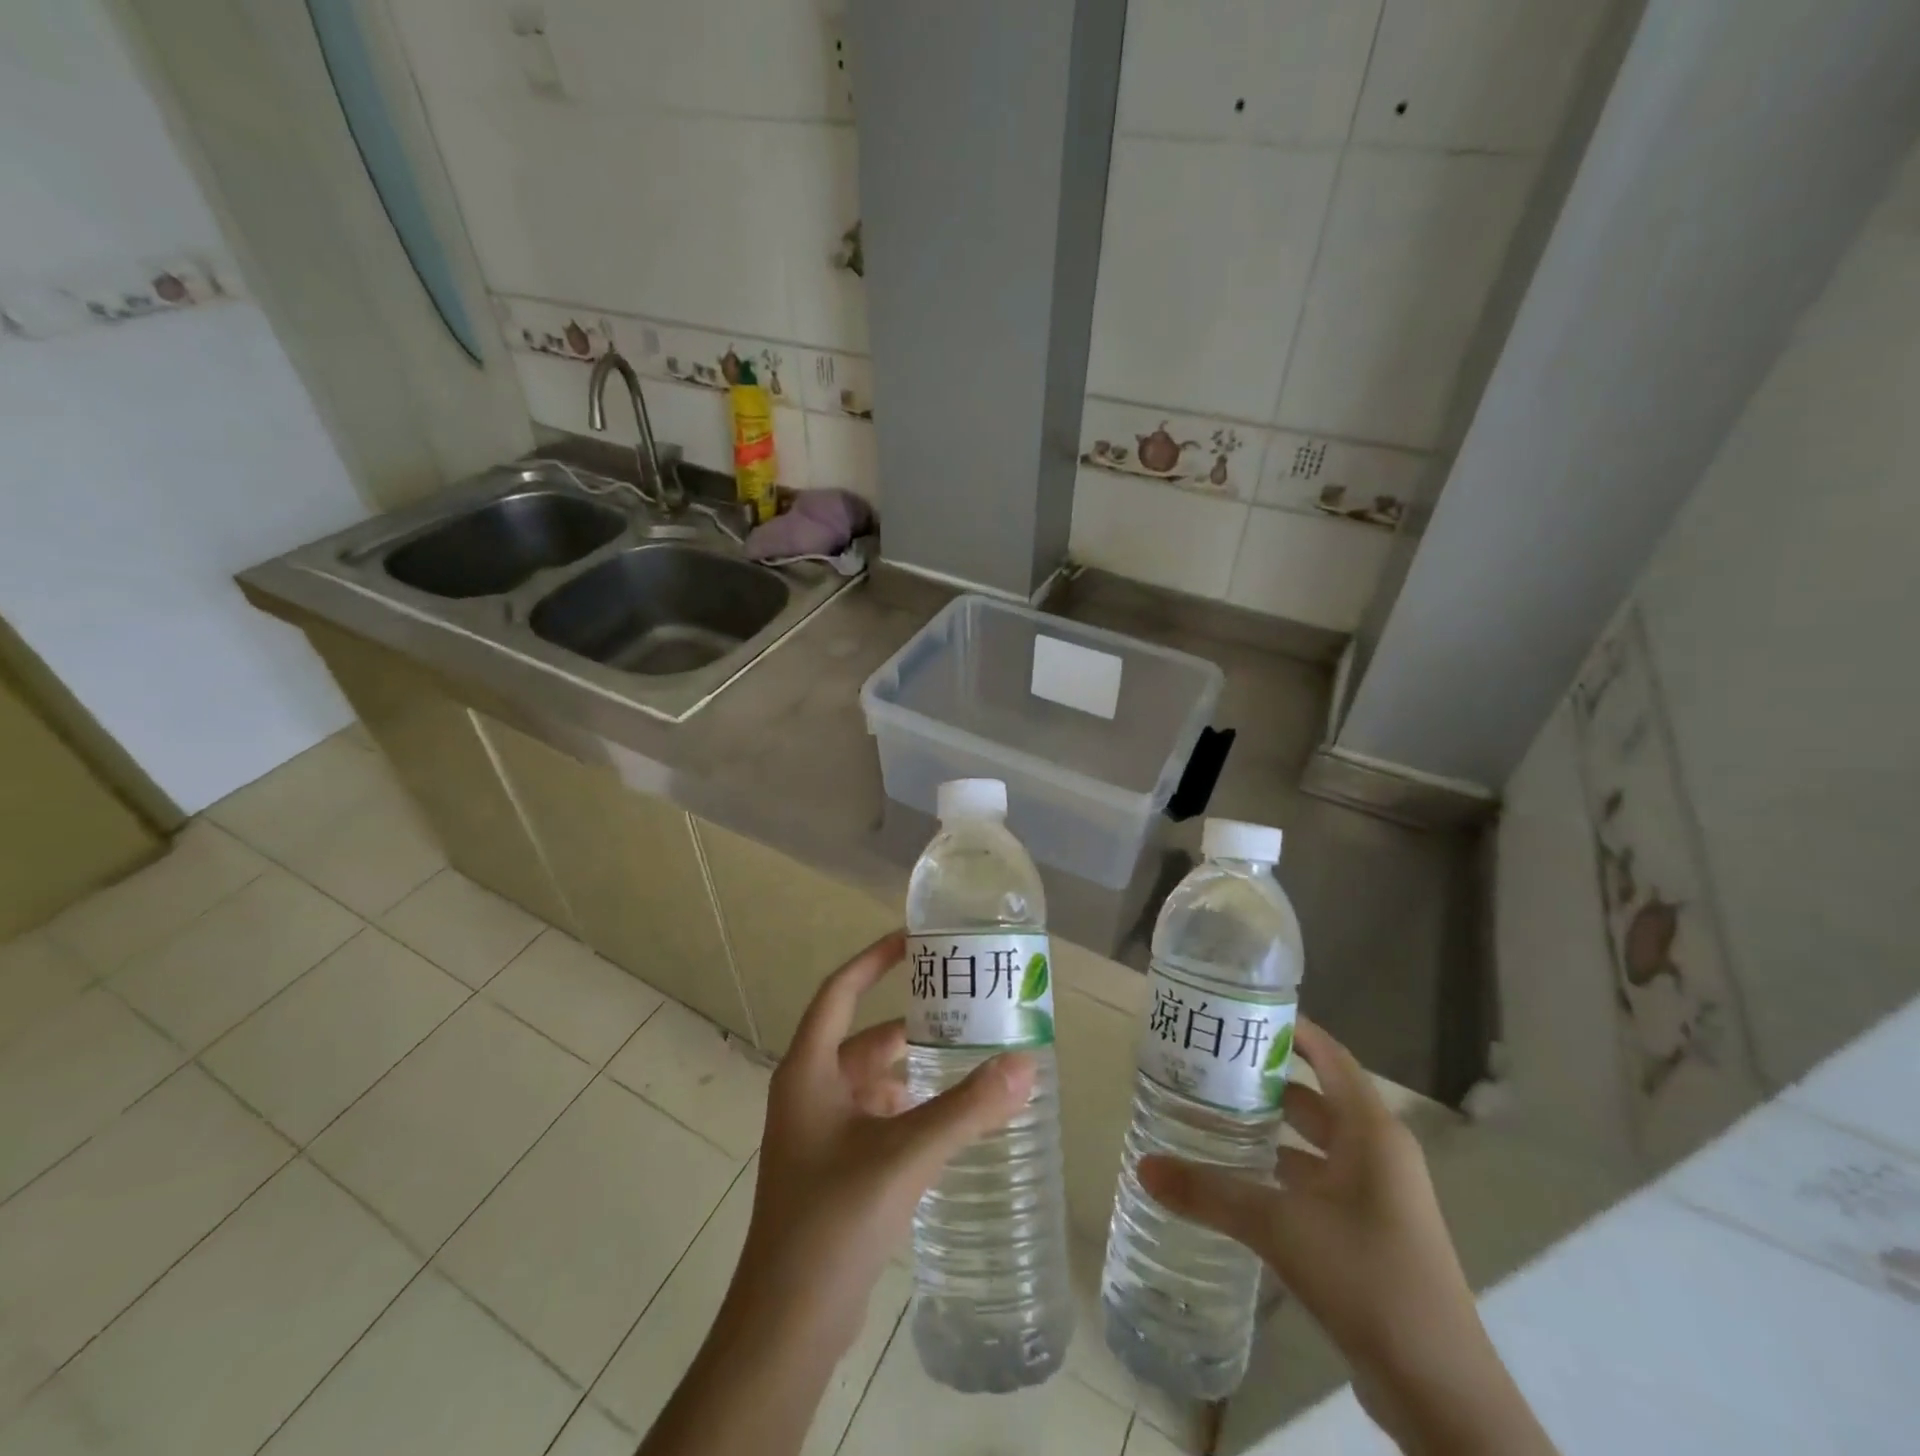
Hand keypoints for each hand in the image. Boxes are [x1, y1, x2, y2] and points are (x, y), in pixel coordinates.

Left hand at [726, 931, 1036, 1357]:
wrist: (787, 1324)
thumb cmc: (833, 1219)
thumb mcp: (904, 1155)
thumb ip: (966, 1109)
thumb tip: (1025, 1064)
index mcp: (808, 1070)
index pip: (840, 991)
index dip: (873, 959)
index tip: (914, 940)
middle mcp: (808, 1090)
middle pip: (862, 1037)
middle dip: (909, 1023)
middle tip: (961, 1009)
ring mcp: (817, 1131)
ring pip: (870, 1079)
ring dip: (910, 1067)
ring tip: (963, 1059)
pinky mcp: (831, 1166)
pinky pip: (873, 1115)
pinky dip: (905, 1106)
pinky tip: (942, 1118)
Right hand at [1140, 1019, 1554, 1455]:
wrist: (1439, 1394)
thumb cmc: (1366, 1279)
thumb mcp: (1279, 1227)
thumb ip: (1209, 1193)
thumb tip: (1143, 1166)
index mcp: (1371, 1131)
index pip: (1329, 1055)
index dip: (1290, 1028)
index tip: (1239, 1013)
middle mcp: (1378, 1153)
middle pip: (1317, 1096)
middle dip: (1266, 1078)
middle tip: (1209, 1064)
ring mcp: (1377, 1196)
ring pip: (1315, 1142)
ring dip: (1272, 1127)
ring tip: (1212, 1112)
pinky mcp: (1369, 1233)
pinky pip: (1318, 1181)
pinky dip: (1281, 1170)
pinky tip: (1239, 1177)